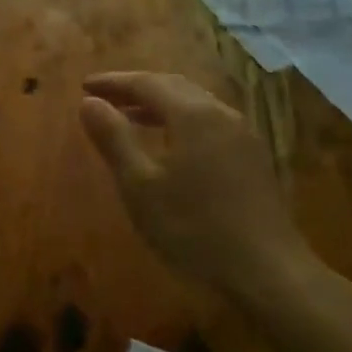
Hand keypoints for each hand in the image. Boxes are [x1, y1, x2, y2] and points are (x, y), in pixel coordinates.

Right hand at [79, 73, 318, 302]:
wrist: (266, 269)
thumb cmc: (193, 227)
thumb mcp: (140, 185)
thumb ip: (114, 139)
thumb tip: (89, 103)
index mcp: (193, 114)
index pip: (146, 83)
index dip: (114, 83)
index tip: (85, 86)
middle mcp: (221, 114)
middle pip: (174, 86)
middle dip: (137, 88)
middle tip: (106, 97)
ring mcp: (243, 135)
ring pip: (195, 105)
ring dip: (160, 105)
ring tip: (132, 117)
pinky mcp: (253, 158)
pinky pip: (210, 124)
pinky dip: (182, 122)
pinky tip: (172, 145)